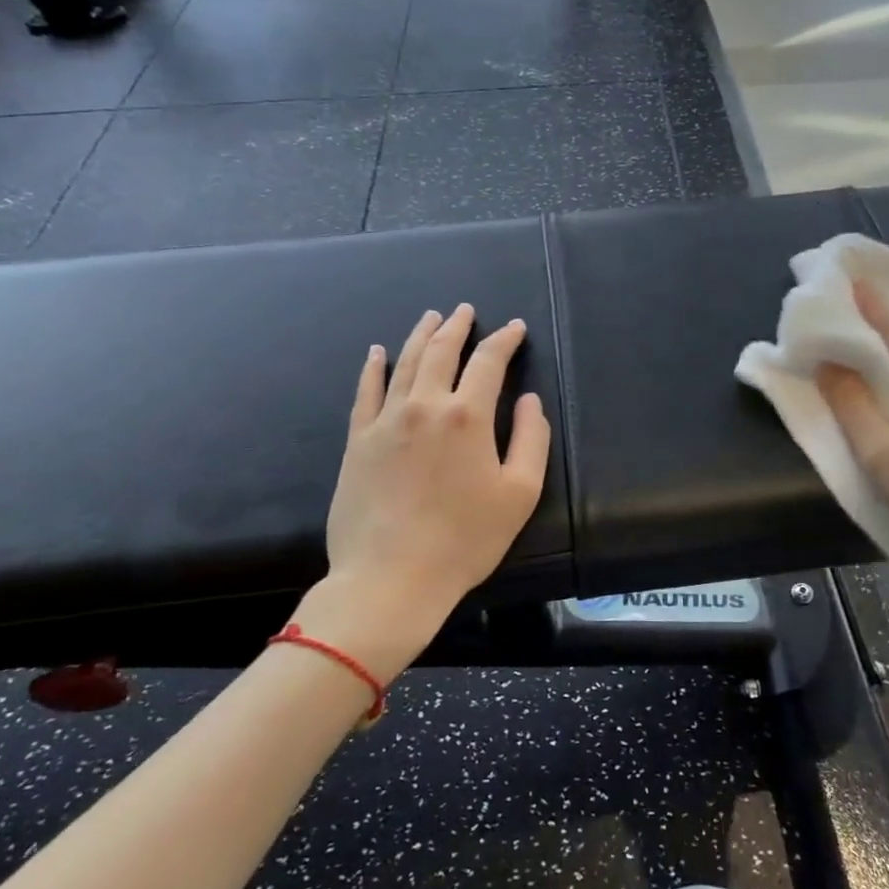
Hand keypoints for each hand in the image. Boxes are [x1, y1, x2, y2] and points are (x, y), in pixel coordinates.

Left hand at [298, 304, 550, 681]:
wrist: (391, 577)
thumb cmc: (465, 539)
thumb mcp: (519, 493)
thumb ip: (530, 439)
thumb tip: (528, 400)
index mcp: (467, 416)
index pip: (489, 362)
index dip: (504, 341)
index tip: (514, 328)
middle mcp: (425, 406)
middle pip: (442, 351)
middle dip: (457, 327)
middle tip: (466, 310)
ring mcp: (385, 421)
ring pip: (405, 363)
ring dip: (421, 335)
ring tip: (431, 317)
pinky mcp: (358, 441)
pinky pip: (365, 392)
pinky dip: (374, 367)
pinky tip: (378, 352)